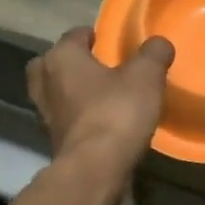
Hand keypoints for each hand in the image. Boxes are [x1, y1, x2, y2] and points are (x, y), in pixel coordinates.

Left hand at [26, 27, 174, 176]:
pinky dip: (78, 117)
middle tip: (98, 66)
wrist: (95, 169)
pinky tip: (102, 121)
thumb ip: (153, 54)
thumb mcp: (146, 76)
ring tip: (102, 94)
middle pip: (53, 63)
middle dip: (72, 63)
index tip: (112, 41)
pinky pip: (65, 118)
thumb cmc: (116, 112)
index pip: (74, 35)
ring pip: (56, 93)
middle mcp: (45, 82)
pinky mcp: (53, 141)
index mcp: (61, 57)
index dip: (94, 35)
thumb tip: (159, 43)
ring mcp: (45, 114)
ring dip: (73, 91)